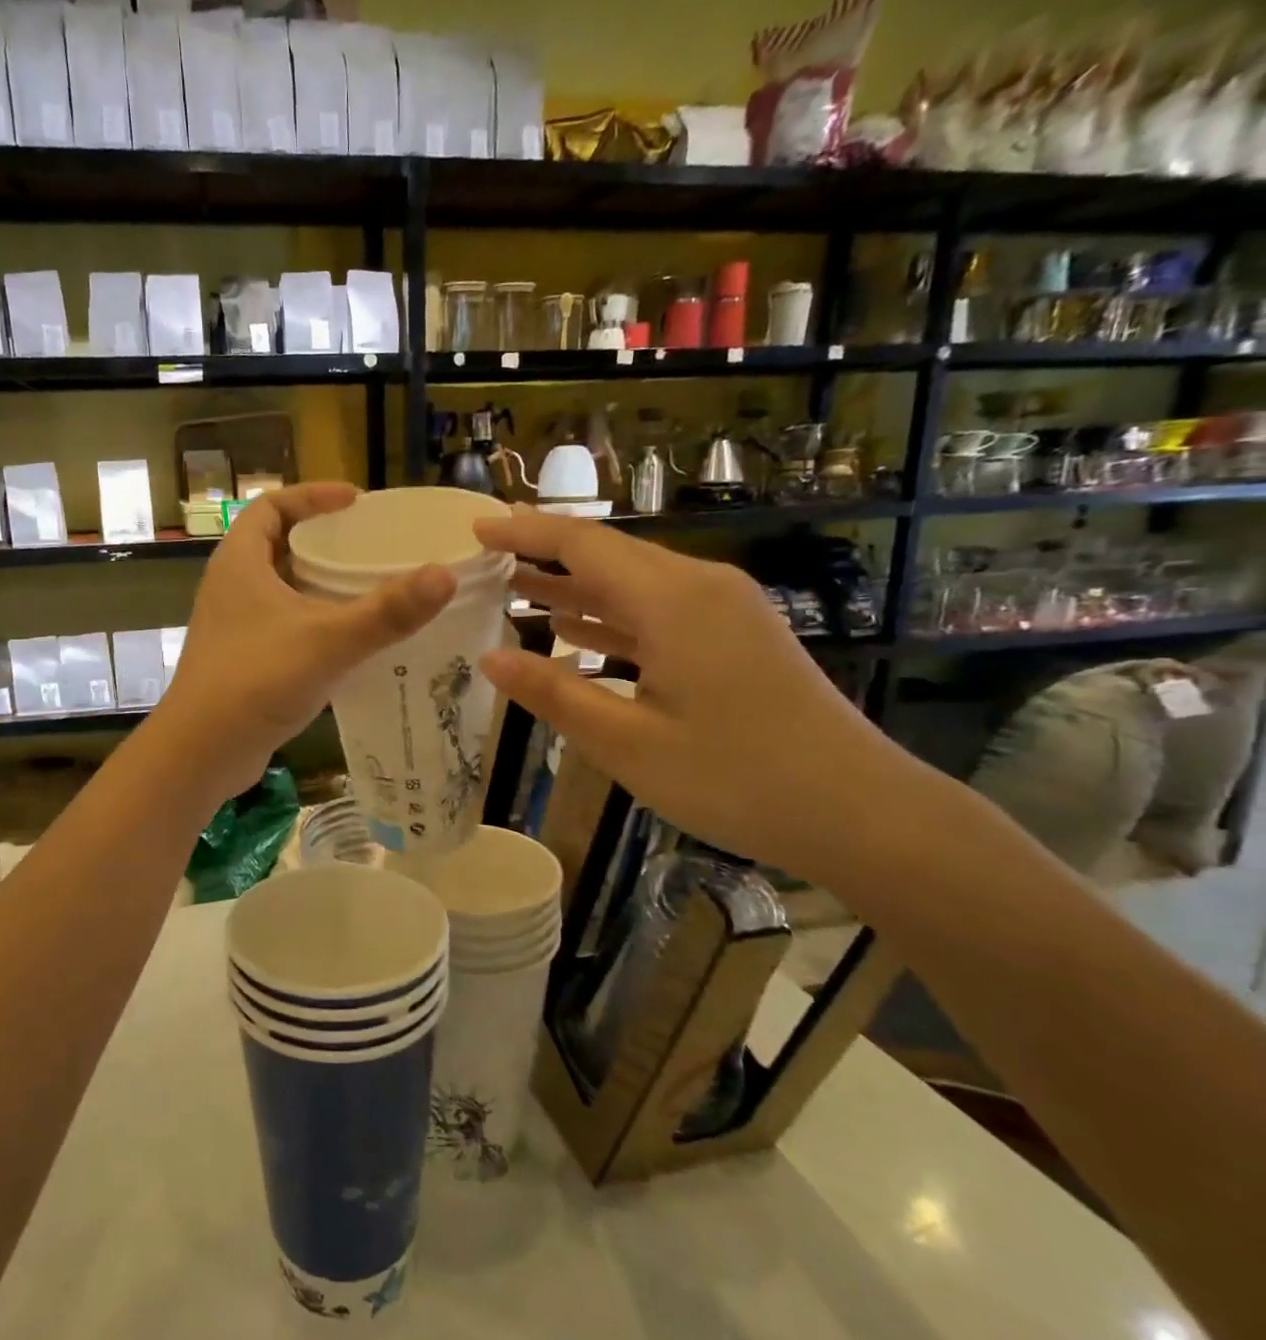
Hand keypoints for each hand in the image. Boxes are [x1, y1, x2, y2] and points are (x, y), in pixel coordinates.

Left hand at [159, 483, 455, 797]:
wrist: (201, 752)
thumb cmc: (255, 681)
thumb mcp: (327, 641)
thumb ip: (386, 612)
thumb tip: (444, 575)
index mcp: (239, 563)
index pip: (270, 506)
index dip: (311, 495)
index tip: (355, 501)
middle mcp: (231, 586)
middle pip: (275, 543)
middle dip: (319, 538)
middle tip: (366, 544)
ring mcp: (233, 625)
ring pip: (279, 587)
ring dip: (316, 582)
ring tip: (364, 586)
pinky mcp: (241, 658)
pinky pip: (281, 623)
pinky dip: (312, 619)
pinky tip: (346, 639)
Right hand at [473, 510, 912, 883]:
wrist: (861, 813)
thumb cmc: (736, 779)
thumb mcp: (628, 744)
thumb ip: (554, 694)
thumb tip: (489, 658)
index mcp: (672, 600)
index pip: (584, 544)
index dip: (526, 531)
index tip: (477, 526)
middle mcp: (700, 588)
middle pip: (609, 555)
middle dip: (545, 554)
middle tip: (486, 558)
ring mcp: (724, 612)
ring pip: (633, 584)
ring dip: (576, 587)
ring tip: (515, 587)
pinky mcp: (736, 638)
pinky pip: (658, 613)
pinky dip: (611, 618)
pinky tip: (575, 632)